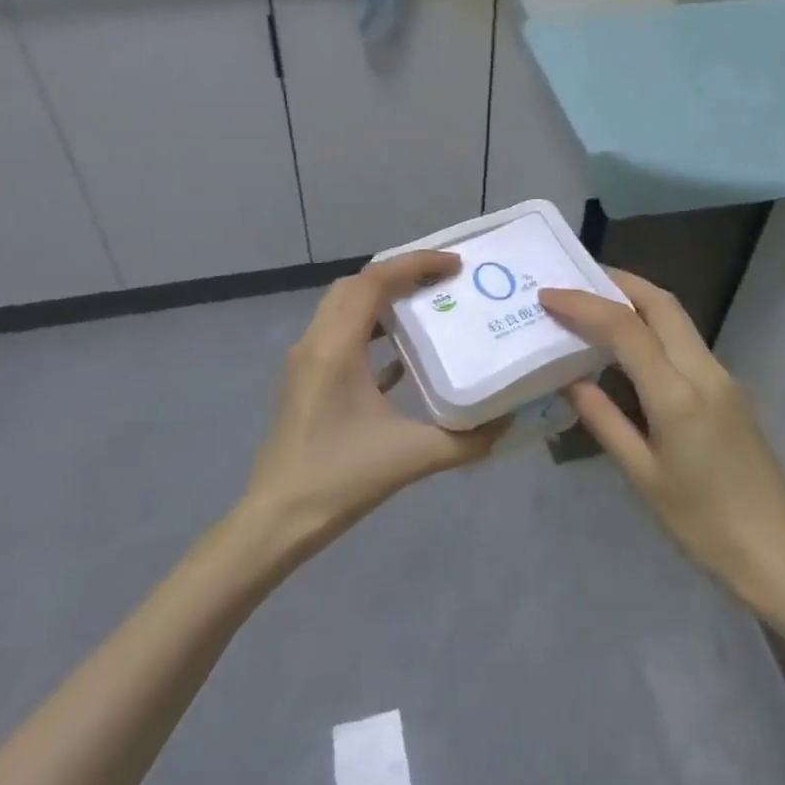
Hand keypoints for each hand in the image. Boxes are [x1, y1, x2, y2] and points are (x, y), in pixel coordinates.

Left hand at [244, 251, 508, 553]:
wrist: (277, 520)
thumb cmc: (340, 480)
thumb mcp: (411, 457)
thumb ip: (466, 441)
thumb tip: (506, 423)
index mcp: (336, 348)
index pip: (374, 281)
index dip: (415, 264)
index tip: (454, 265)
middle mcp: (315, 343)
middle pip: (355, 286)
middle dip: (399, 275)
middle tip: (442, 281)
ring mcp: (305, 362)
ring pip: (343, 309)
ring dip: (382, 301)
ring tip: (426, 307)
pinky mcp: (305, 382)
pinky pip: (339, 338)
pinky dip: (370, 332)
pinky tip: (401, 357)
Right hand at [541, 269, 784, 600]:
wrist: (776, 548)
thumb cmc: (702, 522)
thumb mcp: (643, 475)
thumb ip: (605, 421)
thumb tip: (573, 381)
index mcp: (677, 395)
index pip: (626, 329)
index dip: (584, 305)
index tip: (548, 296)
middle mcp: (704, 372)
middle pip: (661, 304)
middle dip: (618, 282)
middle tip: (576, 281)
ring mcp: (723, 376)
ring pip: (677, 318)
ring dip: (637, 301)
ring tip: (595, 306)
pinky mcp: (729, 389)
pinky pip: (685, 342)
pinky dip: (653, 328)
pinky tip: (629, 346)